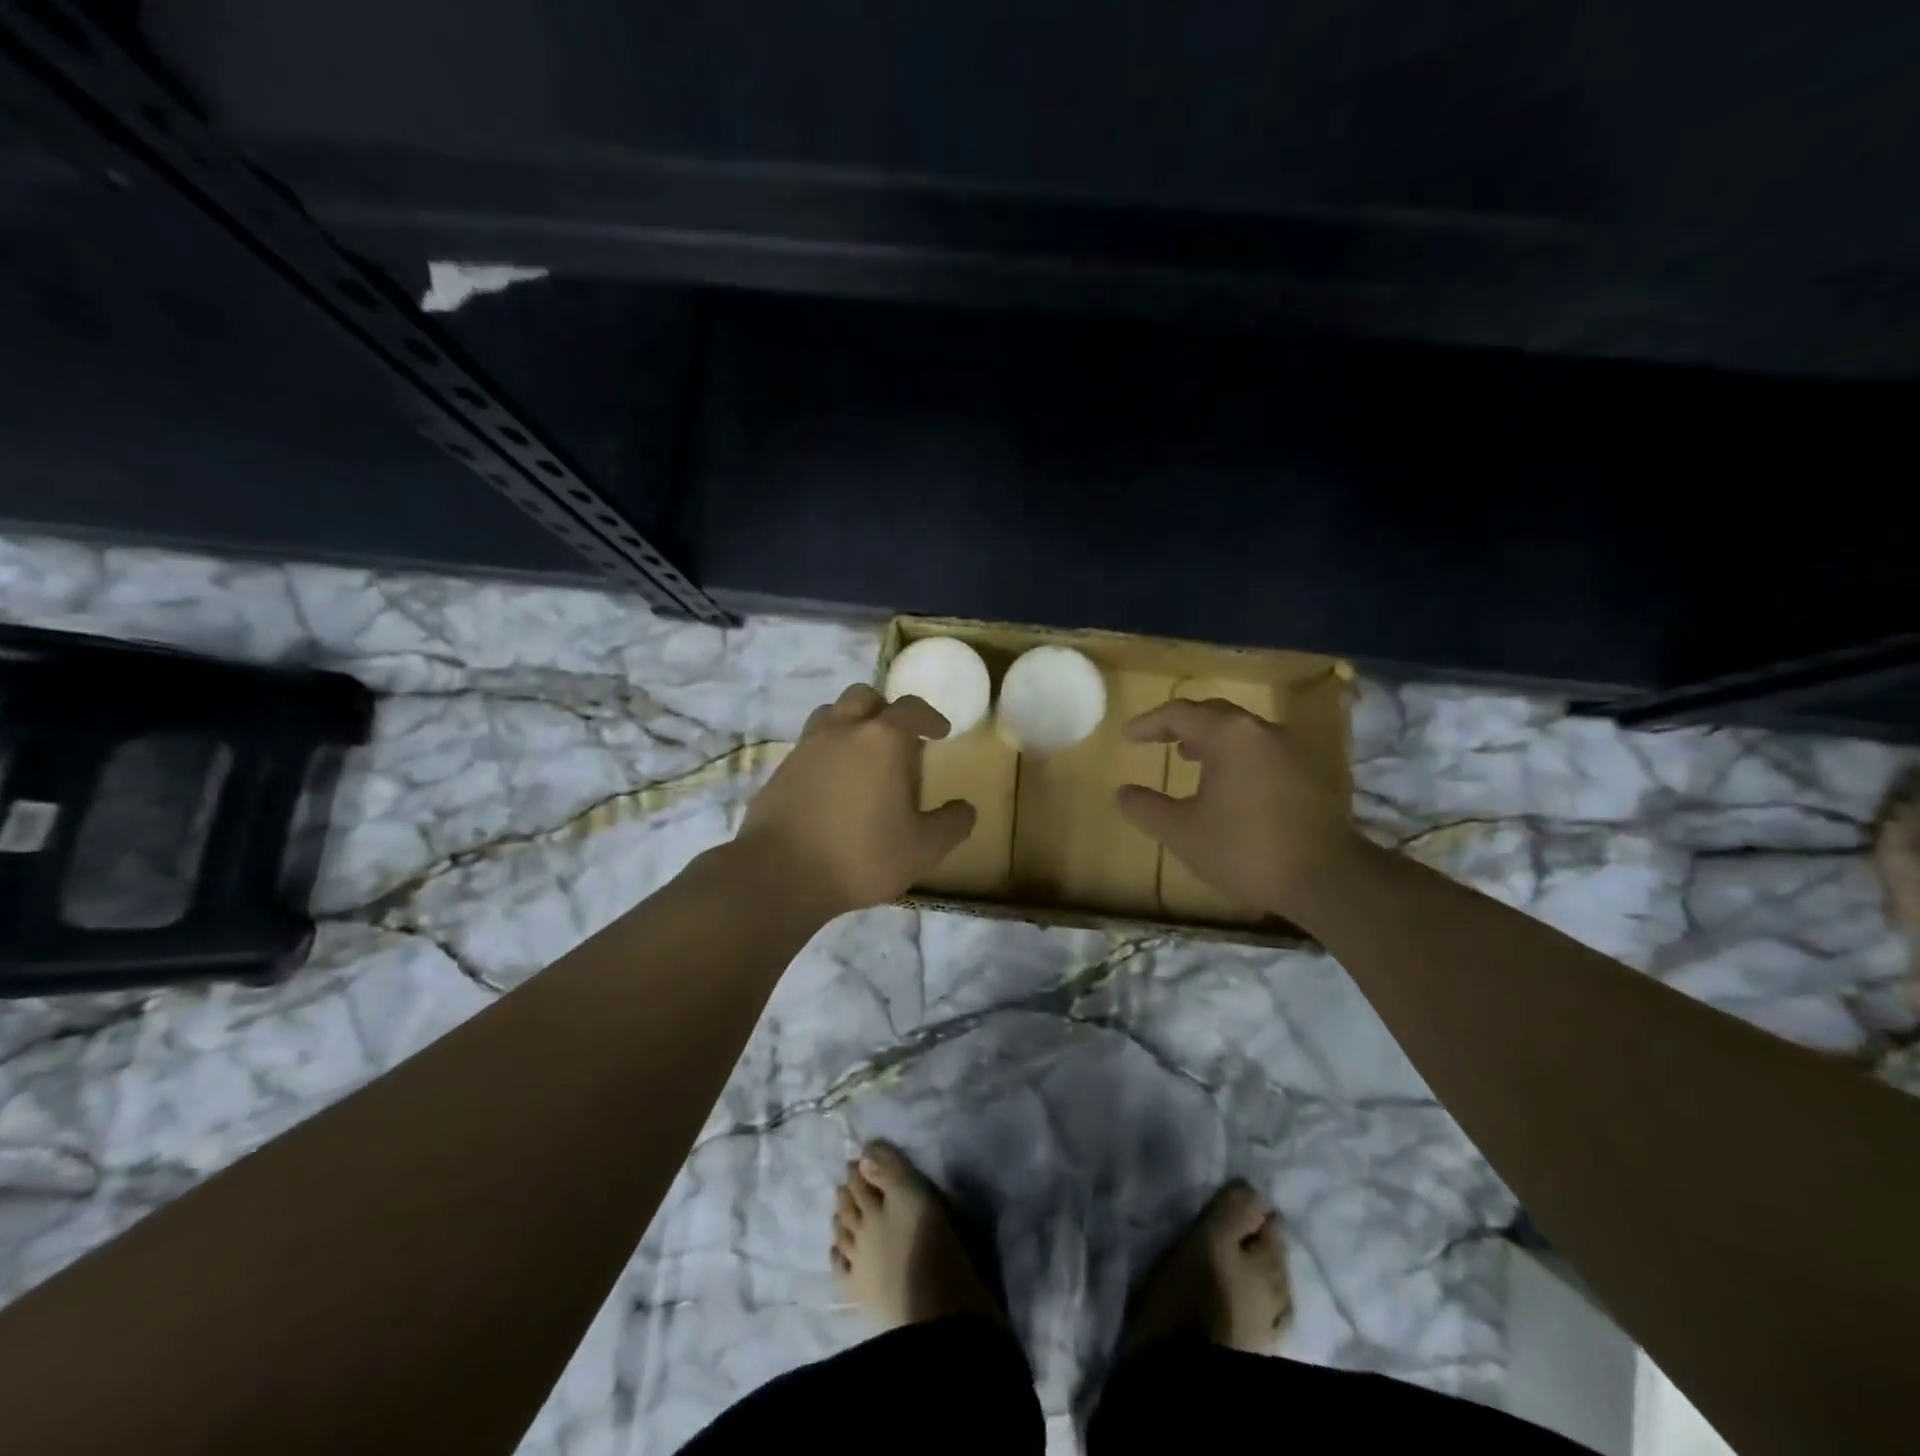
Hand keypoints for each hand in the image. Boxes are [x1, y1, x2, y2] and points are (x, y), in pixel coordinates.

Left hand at [734, 684, 976, 916]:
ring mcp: (806, 747)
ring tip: (862, 753)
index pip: (911, 708)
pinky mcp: (780, 770)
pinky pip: (809, 745)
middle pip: (865, 696)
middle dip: (885, 709)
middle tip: (898, 737)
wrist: (780, 875)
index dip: (929, 716)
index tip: (940, 732)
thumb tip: (966, 809)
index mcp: (882, 740)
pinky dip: (826, 751)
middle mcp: (842, 730)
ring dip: (851, 723)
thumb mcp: (922, 849)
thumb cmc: (861, 856)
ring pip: (831, 714)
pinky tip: (833, 783)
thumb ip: (951, 825)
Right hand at [1114, 698, 1365, 920]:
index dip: (1149, 723)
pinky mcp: (1308, 772)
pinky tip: (1227, 784)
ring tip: (1189, 758)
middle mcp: (1262, 731)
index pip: (1180, 714)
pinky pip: (1260, 750)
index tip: (1127, 736)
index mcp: (1229, 735)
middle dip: (1181, 725)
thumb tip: (1122, 792)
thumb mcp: (1182, 832)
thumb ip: (1146, 808)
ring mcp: (1291, 749)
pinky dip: (1235, 755)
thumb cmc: (1245, 849)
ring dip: (1210, 740)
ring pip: (1241, 732)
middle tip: (1157, 740)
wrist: (1326, 879)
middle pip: (1214, 714)